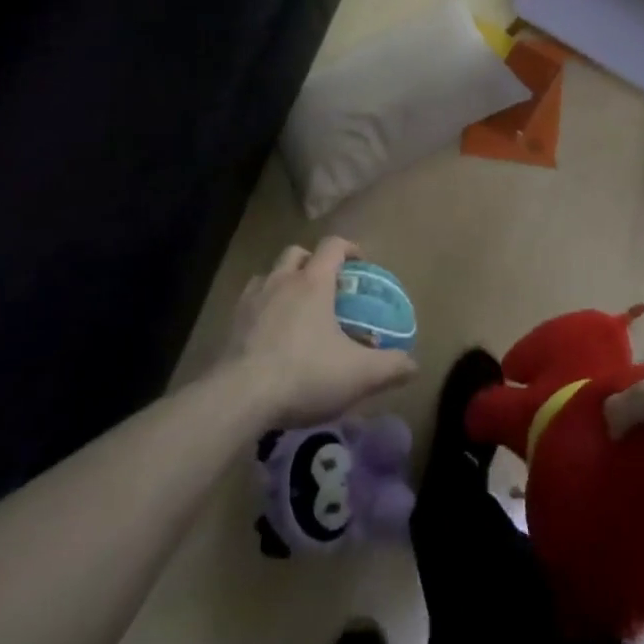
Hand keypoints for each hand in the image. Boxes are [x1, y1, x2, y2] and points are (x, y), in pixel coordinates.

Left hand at [226, 236, 416, 428]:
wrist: (239, 397)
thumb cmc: (305, 374)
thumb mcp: (358, 375)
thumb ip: (390, 367)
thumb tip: (414, 366)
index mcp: (313, 282)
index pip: (332, 246)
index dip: (349, 248)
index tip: (360, 263)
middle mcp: (281, 281)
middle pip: (296, 253)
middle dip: (311, 262)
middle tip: (325, 286)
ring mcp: (251, 301)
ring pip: (268, 275)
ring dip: (282, 283)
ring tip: (294, 308)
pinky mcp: (230, 325)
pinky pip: (248, 303)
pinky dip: (260, 309)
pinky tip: (267, 333)